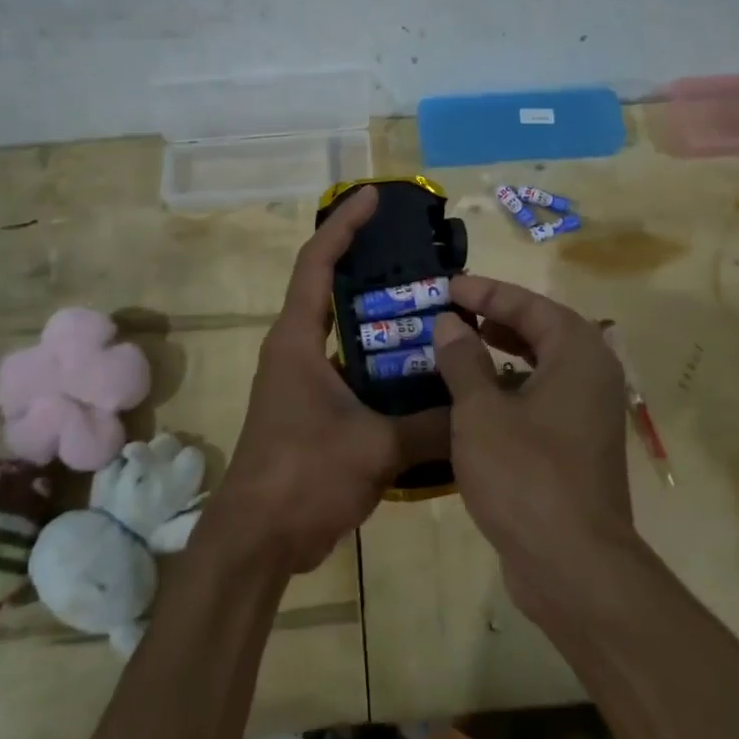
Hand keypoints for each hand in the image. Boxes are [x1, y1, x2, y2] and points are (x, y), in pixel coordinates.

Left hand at [206, 185, 447, 574]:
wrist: (258, 541)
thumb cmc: (303, 476)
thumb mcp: (375, 447)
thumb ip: (431, 425)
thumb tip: (480, 411)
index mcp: (297, 340)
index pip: (317, 263)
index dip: (344, 225)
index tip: (372, 197)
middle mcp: (296, 351)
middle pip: (332, 290)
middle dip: (371, 268)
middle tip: (421, 257)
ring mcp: (303, 382)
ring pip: (346, 334)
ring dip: (382, 321)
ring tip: (433, 308)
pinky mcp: (314, 411)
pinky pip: (353, 371)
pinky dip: (383, 364)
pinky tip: (423, 372)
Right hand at [430, 277, 632, 609]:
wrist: (574, 565)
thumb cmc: (526, 475)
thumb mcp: (481, 412)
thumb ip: (463, 360)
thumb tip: (450, 323)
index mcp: (577, 353)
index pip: (528, 304)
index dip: (485, 292)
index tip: (447, 286)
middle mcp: (591, 375)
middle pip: (540, 330)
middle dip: (494, 318)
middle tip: (451, 311)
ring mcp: (587, 413)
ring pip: (539, 367)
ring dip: (499, 354)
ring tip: (456, 347)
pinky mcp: (577, 446)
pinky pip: (539, 399)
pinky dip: (508, 389)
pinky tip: (471, 400)